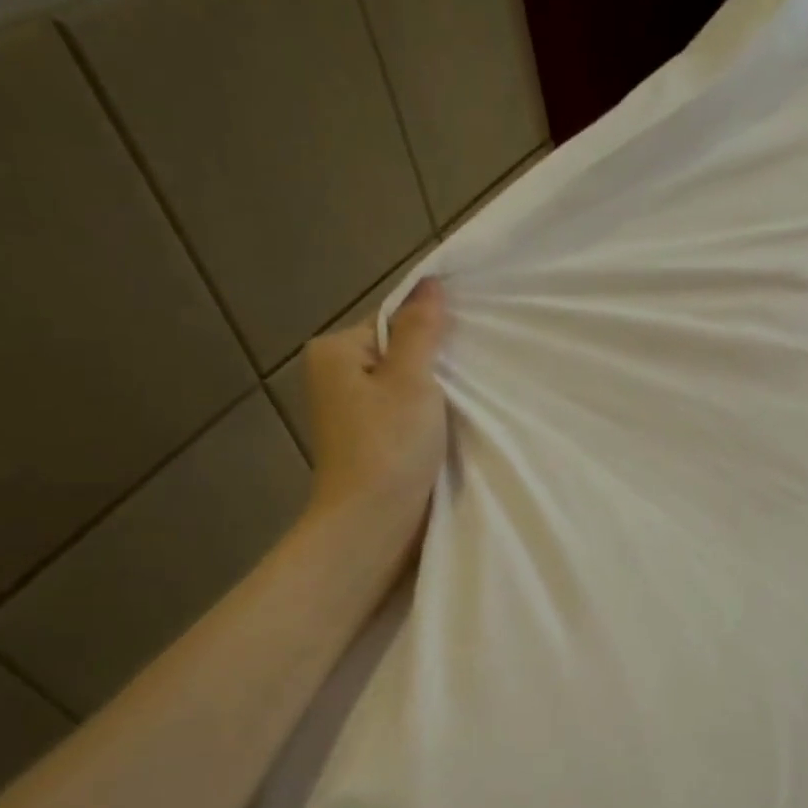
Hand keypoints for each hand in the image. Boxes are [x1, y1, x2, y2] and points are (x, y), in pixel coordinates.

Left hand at [302, 279, 450, 536]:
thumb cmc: (389, 448)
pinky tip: (449, 430)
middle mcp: (335, 376)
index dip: (432, 335)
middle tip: (471, 382)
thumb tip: (431, 283)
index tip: (465, 356)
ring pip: (404, 387)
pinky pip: (404, 414)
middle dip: (434, 367)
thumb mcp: (411, 380)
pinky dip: (427, 419)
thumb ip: (422, 330)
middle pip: (399, 353)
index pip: (394, 322)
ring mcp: (351, 412)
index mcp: (336, 352)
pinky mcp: (369, 441)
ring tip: (466, 407)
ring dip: (434, 396)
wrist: (372, 524)